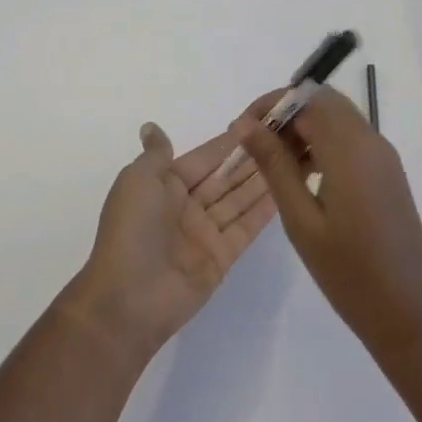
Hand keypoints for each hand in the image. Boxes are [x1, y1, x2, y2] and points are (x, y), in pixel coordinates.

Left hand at [64, 122, 278, 360]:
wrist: (127, 299)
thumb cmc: (132, 229)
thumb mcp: (137, 180)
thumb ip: (156, 154)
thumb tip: (152, 127)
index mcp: (165, 185)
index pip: (205, 157)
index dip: (229, 141)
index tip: (259, 121)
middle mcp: (187, 206)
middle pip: (225, 177)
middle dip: (251, 157)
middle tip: (285, 137)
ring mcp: (205, 233)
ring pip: (239, 199)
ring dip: (263, 178)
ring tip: (293, 156)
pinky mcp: (222, 257)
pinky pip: (246, 226)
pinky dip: (265, 209)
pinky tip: (287, 188)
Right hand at [238, 85, 421, 360]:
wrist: (410, 315)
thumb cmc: (348, 272)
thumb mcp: (301, 220)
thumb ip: (274, 165)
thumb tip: (246, 124)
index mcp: (350, 148)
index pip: (305, 98)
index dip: (270, 105)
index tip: (243, 130)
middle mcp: (371, 140)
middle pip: (323, 101)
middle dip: (286, 113)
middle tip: (257, 145)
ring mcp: (384, 156)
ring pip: (338, 118)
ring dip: (305, 128)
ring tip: (275, 164)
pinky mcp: (388, 172)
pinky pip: (352, 138)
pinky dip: (324, 143)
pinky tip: (305, 176)